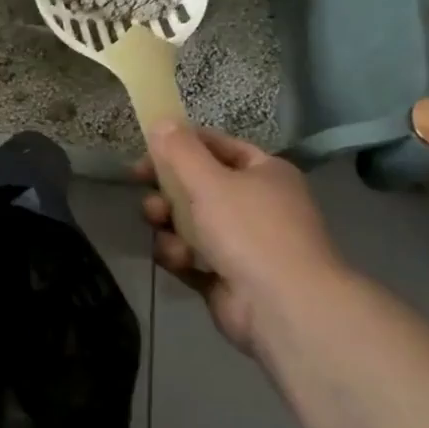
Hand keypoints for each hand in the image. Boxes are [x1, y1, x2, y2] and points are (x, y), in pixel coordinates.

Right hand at [136, 122, 343, 356]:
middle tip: (148, 198)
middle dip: (168, 193)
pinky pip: (191, 257)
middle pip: (197, 187)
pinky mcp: (226, 277)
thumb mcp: (210, 180)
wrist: (284, 307)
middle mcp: (256, 204)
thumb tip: (161, 120)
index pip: (216, 146)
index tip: (144, 154)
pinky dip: (181, 257)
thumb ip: (180, 150)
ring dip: (170, 226)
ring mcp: (242, 244)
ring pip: (189, 223)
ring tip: (163, 231)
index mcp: (263, 173)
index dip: (179, 146)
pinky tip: (179, 261)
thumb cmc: (250, 230)